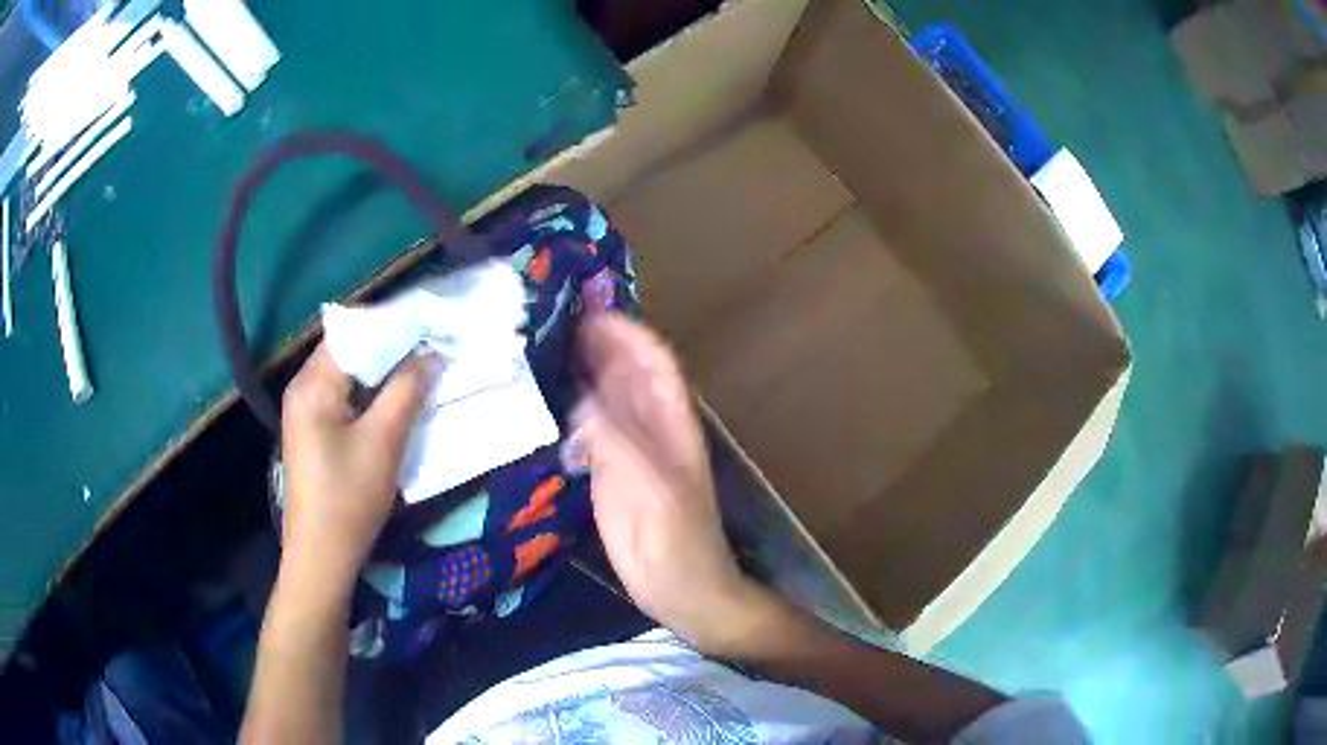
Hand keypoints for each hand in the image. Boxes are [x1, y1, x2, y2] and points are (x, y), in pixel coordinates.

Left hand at [280, 342, 438, 584]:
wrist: (321, 556)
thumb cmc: (349, 498)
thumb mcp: (384, 442)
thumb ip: (407, 390)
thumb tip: (431, 353)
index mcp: (312, 384)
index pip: (353, 332)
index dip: (391, 323)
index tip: (429, 322)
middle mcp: (302, 388)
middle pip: (348, 349)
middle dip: (389, 344)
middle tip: (430, 344)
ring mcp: (304, 411)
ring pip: (347, 373)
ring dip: (381, 370)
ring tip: (419, 367)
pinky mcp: (313, 431)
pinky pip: (343, 396)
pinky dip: (369, 391)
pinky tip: (394, 399)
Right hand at [575, 312, 779, 653]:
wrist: (682, 590)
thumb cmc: (672, 539)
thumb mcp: (646, 485)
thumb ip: (614, 439)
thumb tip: (582, 396)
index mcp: (672, 422)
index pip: (653, 360)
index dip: (626, 332)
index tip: (587, 310)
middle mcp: (652, 427)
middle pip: (627, 372)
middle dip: (597, 344)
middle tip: (550, 323)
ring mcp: (632, 450)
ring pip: (608, 398)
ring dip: (582, 373)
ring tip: (540, 351)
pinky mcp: (612, 475)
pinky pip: (591, 430)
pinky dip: (571, 411)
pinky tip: (545, 405)